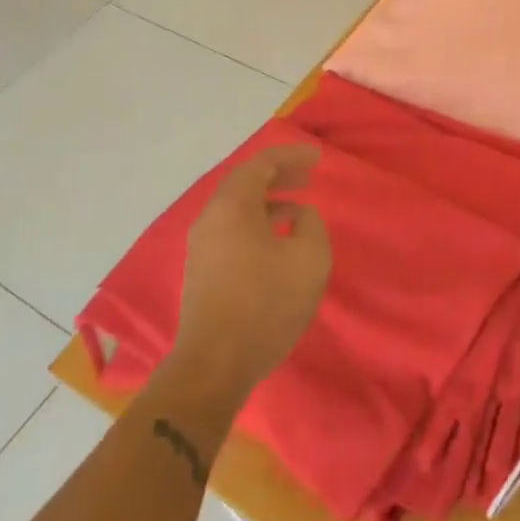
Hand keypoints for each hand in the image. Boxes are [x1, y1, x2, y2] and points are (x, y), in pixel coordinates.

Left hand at [169, 144, 331, 399]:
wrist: (214, 364)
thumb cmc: (265, 304)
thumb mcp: (309, 258)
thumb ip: (311, 224)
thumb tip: (299, 214)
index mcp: (233, 206)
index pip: (262, 164)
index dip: (291, 156)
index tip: (317, 158)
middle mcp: (211, 218)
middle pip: (245, 182)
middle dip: (278, 174)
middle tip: (307, 176)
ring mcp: (202, 245)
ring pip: (237, 207)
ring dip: (268, 200)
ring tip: (298, 206)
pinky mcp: (202, 269)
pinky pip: (232, 228)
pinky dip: (257, 220)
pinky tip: (278, 238)